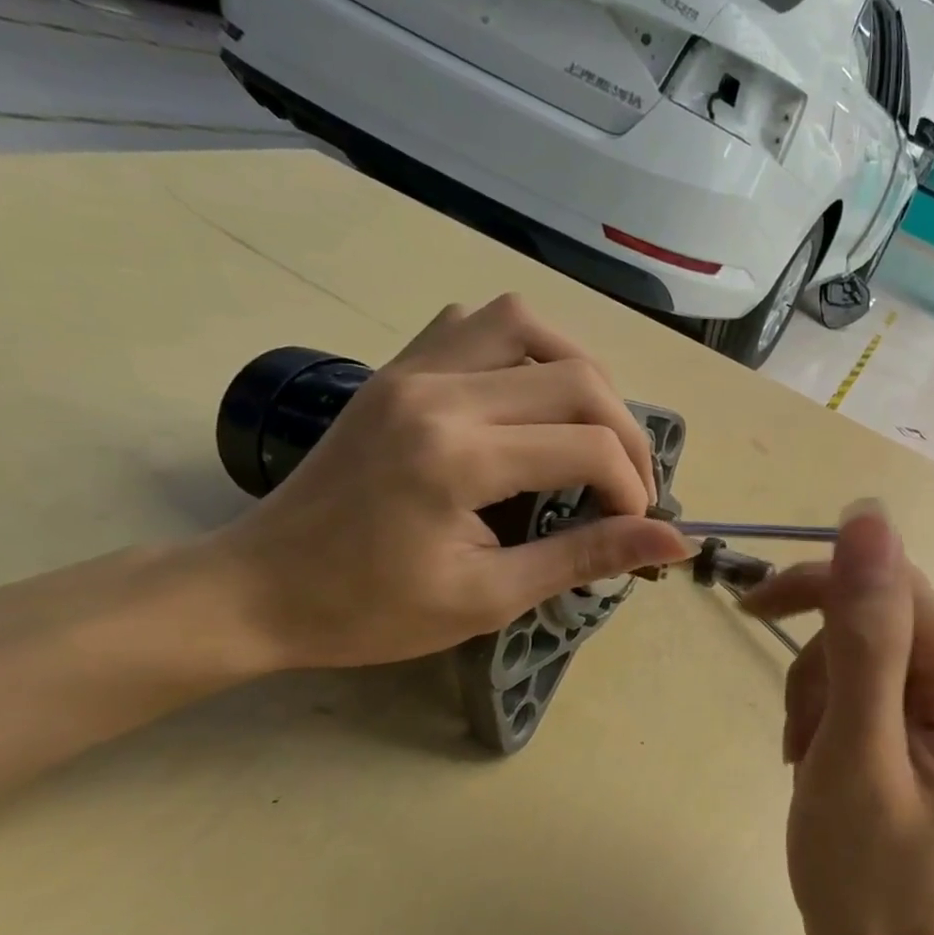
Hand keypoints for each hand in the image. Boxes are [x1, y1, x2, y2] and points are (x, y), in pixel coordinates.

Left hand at [208, 295, 691, 669]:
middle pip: (577, 377)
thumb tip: (675, 543)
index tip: (631, 532)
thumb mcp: (489, 598)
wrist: (258, 589)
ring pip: (528, 326)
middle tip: (626, 489)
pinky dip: (522, 350)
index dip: (632, 490)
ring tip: (590, 431)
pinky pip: (474, 324)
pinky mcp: (396, 369)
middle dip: (625, 435)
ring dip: (581, 375)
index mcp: (458, 457)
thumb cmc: (371, 610)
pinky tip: (528, 398)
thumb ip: (585, 557)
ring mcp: (412, 369)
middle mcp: (439, 391)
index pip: (589, 446)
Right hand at [739, 504, 933, 934]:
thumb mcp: (854, 754)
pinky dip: (838, 703)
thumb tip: (868, 517)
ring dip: (824, 688)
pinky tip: (827, 750)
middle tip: (800, 734)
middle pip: (887, 613)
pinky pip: (882, 671)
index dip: (823, 587)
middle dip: (824, 663)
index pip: (899, 590)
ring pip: (874, 640)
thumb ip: (864, 636)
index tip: (753, 608)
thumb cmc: (867, 878)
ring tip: (812, 755)